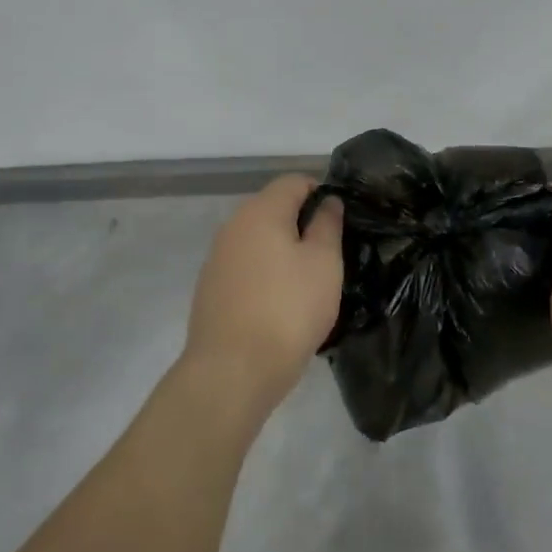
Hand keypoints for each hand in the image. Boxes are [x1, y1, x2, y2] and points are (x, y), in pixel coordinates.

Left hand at [182, 175, 343, 420]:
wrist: (232, 369)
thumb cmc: (288, 310)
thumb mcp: (323, 264)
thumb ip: (327, 225)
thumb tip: (327, 201)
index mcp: (261, 211)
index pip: (293, 181)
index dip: (320, 191)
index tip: (340, 220)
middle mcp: (233, 225)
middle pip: (273, 208)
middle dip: (301, 223)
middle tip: (330, 254)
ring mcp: (217, 256)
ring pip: (258, 239)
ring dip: (283, 250)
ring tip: (308, 281)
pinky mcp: (211, 286)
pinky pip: (245, 265)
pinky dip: (265, 272)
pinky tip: (280, 302)